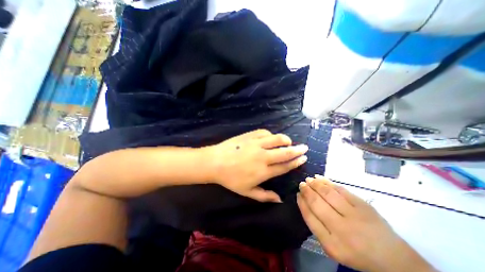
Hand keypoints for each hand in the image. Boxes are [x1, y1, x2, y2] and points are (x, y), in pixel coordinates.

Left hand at [204, 128, 306, 200]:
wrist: (215, 162)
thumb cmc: (230, 179)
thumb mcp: (247, 192)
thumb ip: (265, 196)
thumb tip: (280, 199)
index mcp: (263, 171)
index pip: (285, 166)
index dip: (295, 162)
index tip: (303, 158)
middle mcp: (263, 156)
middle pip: (285, 152)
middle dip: (297, 150)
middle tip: (304, 147)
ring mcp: (256, 144)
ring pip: (277, 139)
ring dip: (285, 140)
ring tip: (288, 142)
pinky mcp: (250, 136)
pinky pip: (265, 132)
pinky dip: (271, 135)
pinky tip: (271, 137)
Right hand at [297, 175, 433, 271]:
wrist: (393, 258)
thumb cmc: (355, 252)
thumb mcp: (331, 246)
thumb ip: (316, 225)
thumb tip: (304, 201)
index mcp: (332, 244)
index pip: (309, 217)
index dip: (301, 203)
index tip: (297, 194)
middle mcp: (342, 229)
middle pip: (317, 203)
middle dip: (306, 191)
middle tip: (301, 184)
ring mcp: (355, 216)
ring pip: (328, 193)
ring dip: (315, 184)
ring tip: (309, 180)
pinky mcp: (363, 205)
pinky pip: (340, 189)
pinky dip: (328, 182)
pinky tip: (320, 178)